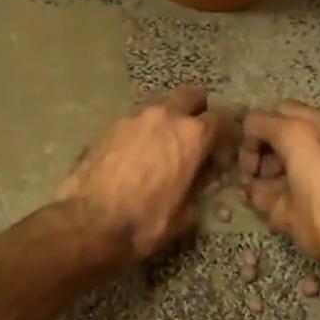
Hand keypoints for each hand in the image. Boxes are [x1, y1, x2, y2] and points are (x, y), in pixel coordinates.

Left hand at [59, 87, 239, 261]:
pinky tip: (137, 155)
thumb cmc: (145, 223)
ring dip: (168, 120)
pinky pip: (135, 122)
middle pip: (191, 96)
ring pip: (160, 106)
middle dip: (198, 110)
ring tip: (163, 146)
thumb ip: (198, 189)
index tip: (228, 145)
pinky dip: (142, 132)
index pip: (223, 119)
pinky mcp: (109, 128)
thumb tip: (202, 180)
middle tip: (197, 135)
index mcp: (192, 136)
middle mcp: (165, 117)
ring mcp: (134, 118)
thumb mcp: (184, 215)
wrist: (89, 223)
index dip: (229, 131)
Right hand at [241, 102, 319, 269]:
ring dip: (293, 141)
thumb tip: (254, 188)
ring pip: (310, 122)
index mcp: (297, 134)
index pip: (256, 121)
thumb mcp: (284, 215)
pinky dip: (316, 147)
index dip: (245, 146)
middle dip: (269, 137)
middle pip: (283, 113)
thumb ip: (261, 195)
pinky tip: (316, 179)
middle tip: (267, 171)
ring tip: (290, 177)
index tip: (250, 175)